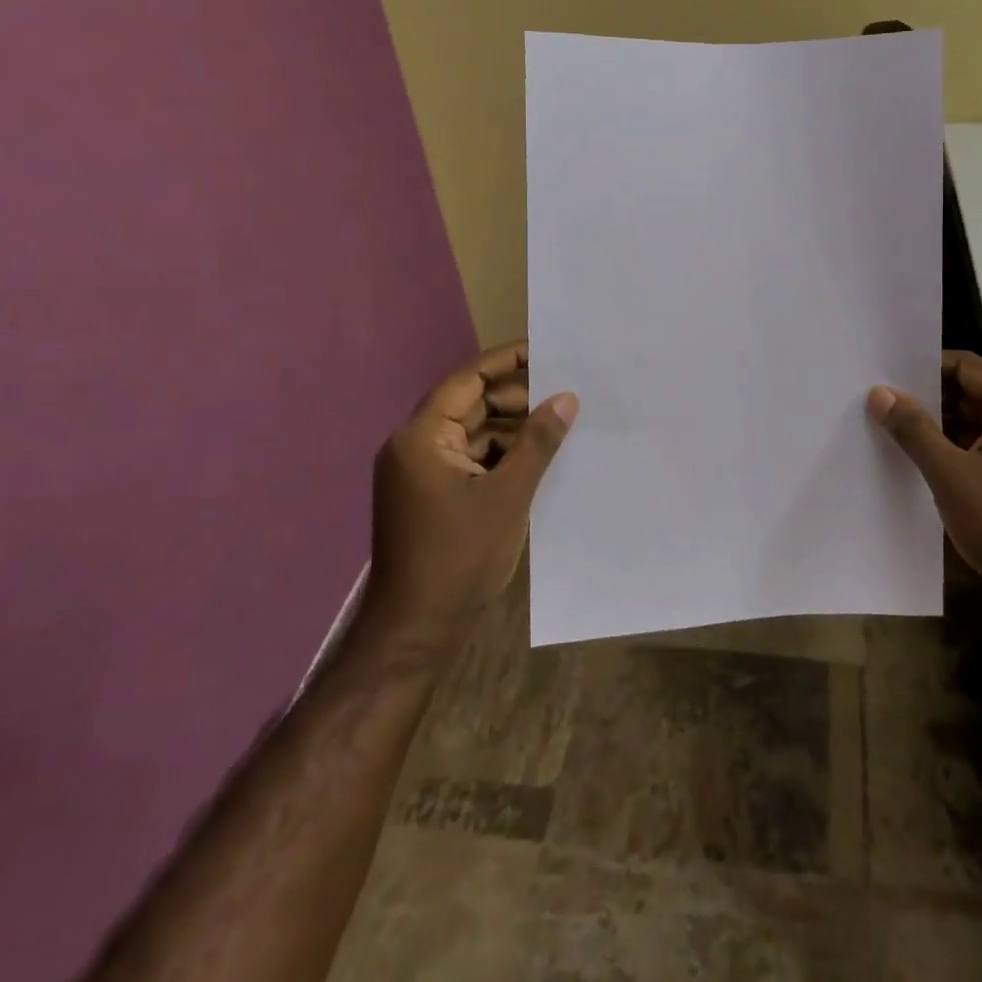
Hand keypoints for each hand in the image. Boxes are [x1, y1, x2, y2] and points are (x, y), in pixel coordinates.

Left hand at [365, 339, 577, 640]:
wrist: (416, 632)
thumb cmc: (459, 558)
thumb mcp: (508, 495)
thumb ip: (538, 442)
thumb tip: (566, 398)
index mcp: (422, 437)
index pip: (467, 380)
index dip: (507, 361)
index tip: (546, 349)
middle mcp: (415, 446)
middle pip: (470, 405)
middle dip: (517, 399)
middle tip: (565, 391)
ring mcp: (421, 473)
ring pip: (474, 434)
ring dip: (513, 430)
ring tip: (560, 424)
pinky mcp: (432, 495)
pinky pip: (471, 460)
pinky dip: (501, 456)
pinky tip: (538, 459)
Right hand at [869, 351, 981, 624]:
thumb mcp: (951, 474)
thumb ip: (913, 429)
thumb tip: (879, 392)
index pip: (967, 367)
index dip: (924, 367)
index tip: (882, 374)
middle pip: (968, 393)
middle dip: (924, 398)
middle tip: (875, 400)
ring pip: (969, 424)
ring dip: (933, 428)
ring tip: (884, 427)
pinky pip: (975, 450)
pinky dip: (947, 452)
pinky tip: (910, 460)